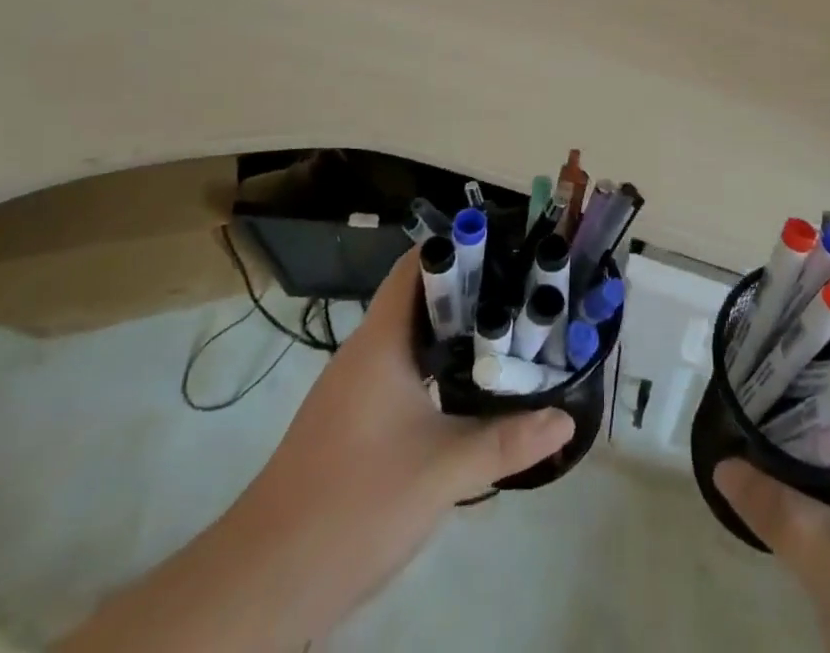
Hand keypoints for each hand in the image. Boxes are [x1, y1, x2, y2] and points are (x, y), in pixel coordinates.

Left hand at [58, 248, 572, 652]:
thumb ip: (507, 441)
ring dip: (458, 333)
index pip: (418, 265)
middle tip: (528, 292)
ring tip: (513, 332)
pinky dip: (440, 367)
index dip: (462, 246)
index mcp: (381, 341)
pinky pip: (405, 372)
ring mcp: (356, 388)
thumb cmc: (355, 503)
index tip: (511, 247)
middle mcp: (367, 352)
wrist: (263, 583)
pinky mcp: (355, 421)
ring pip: (414, 339)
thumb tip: (566, 419)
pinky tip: (472, 389)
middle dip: (474, 291)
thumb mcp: (442, 472)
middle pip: (423, 298)